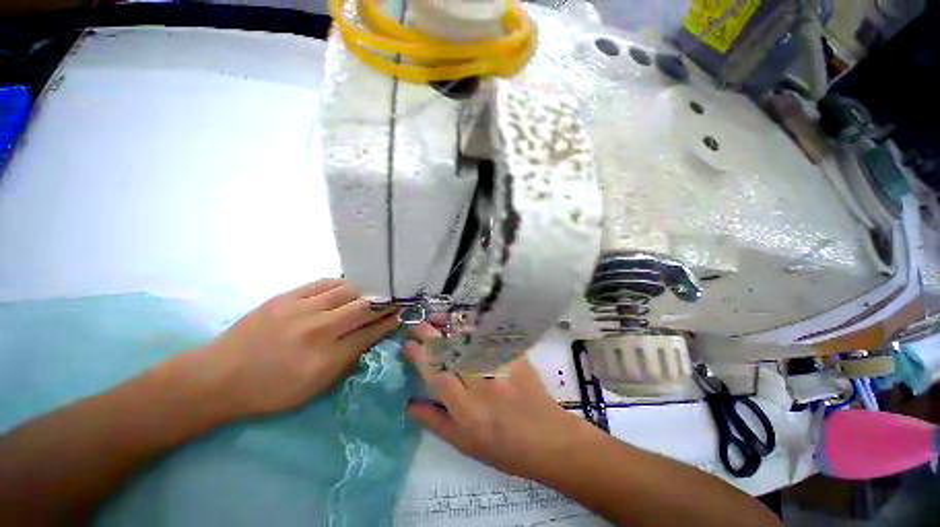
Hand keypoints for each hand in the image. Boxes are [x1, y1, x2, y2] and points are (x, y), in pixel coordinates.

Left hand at [196, 279, 398, 418]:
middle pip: (364, 307)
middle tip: (395, 299)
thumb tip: (371, 338)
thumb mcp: (315, 388)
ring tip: (373, 292)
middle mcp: (318, 330)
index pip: (371, 333)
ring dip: (365, 291)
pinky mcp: (286, 297)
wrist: (219, 377)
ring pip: (347, 291)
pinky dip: (341, 284)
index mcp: (326, 358)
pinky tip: (348, 286)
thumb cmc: (270, 392)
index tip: (402, 314)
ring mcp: (301, 309)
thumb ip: (348, 361)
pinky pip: (323, 283)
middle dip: (385, 303)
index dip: (390, 322)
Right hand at [404, 323, 590, 479]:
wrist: (549, 440)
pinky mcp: (516, 357)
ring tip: (436, 319)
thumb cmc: (504, 449)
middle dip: (430, 334)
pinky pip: (492, 336)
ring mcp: (502, 367)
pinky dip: (476, 326)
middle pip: (452, 352)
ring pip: (470, 339)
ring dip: (450, 325)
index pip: (436, 375)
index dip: (419, 356)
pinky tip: (465, 321)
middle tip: (417, 324)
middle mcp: (482, 384)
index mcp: (467, 410)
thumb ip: (435, 422)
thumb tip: (409, 404)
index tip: (407, 344)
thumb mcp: (464, 444)